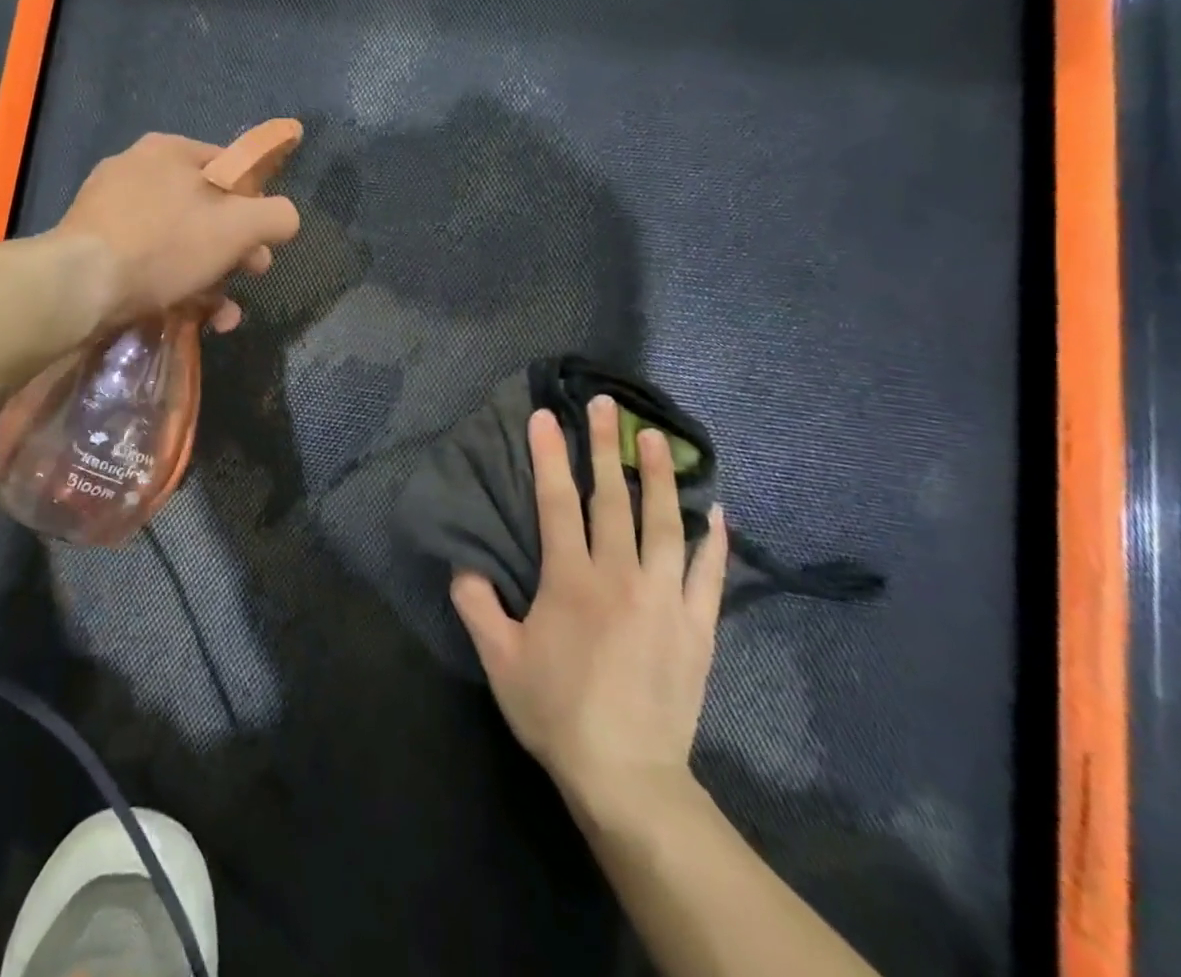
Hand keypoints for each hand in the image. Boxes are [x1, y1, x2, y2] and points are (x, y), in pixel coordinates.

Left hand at [50, 131, 301, 331]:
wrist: (79, 284)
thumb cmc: (165, 244)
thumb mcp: (237, 227)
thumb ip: (275, 216)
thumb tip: (285, 219)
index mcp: (170, 150)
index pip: (230, 168)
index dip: (255, 205)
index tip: (263, 242)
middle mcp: (137, 169)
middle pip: (204, 209)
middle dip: (234, 250)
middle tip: (250, 276)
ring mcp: (110, 207)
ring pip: (177, 240)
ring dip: (209, 278)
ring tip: (222, 315)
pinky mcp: (93, 244)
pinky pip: (146, 259)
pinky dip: (172, 284)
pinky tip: (188, 316)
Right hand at [451, 398, 727, 817]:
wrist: (627, 776)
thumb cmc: (556, 711)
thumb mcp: (498, 658)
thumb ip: (475, 604)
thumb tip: (462, 563)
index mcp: (571, 580)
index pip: (558, 502)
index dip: (549, 455)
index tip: (547, 415)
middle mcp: (621, 576)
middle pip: (614, 498)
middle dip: (607, 446)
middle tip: (608, 405)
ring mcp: (666, 599)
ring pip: (667, 524)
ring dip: (662, 477)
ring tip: (660, 438)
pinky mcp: (697, 627)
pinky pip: (710, 574)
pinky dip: (716, 541)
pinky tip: (718, 511)